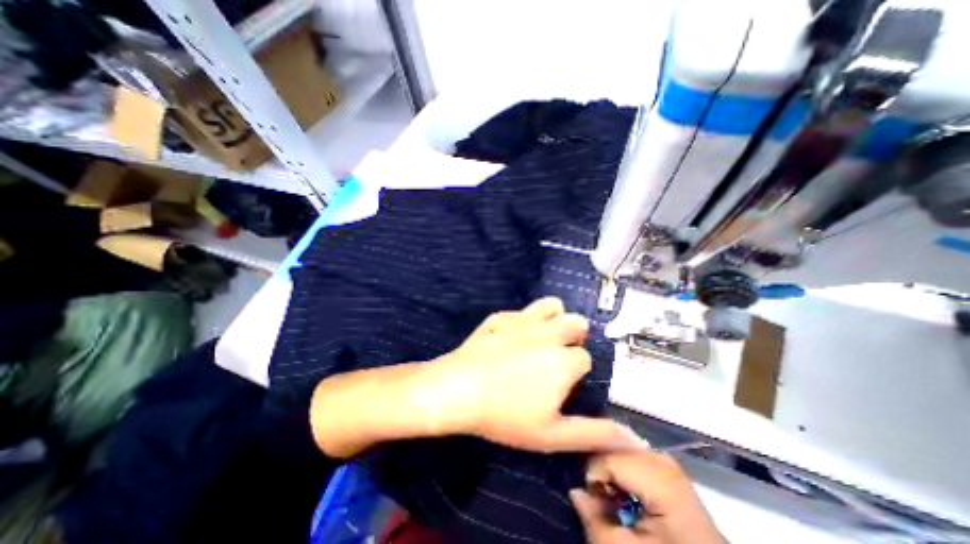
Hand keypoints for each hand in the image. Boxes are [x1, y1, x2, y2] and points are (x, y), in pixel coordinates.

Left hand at [430, 295, 645, 451]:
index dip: (576, 371)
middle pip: (576, 323)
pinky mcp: (501, 315)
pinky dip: (525, 320)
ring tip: (543, 338)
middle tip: (554, 359)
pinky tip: (512, 337)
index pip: (585, 357)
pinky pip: (522, 310)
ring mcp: (523, 319)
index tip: (561, 384)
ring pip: (553, 305)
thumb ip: (594, 434)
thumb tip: (635, 438)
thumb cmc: (505, 415)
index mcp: (564, 359)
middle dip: (573, 338)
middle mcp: (549, 332)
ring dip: (555, 318)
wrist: (458, 389)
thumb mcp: (552, 434)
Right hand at [570, 450, 726, 543]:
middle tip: (598, 496)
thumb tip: (574, 491)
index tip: (591, 500)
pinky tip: (623, 490)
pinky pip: (631, 453)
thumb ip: (596, 522)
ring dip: (608, 467)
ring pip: (620, 446)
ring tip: (610, 495)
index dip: (592, 476)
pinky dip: (620, 467)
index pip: (608, 458)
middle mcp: (662, 459)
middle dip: (599, 469)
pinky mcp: (665, 465)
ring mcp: (665, 459)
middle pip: (614, 447)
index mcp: (660, 480)